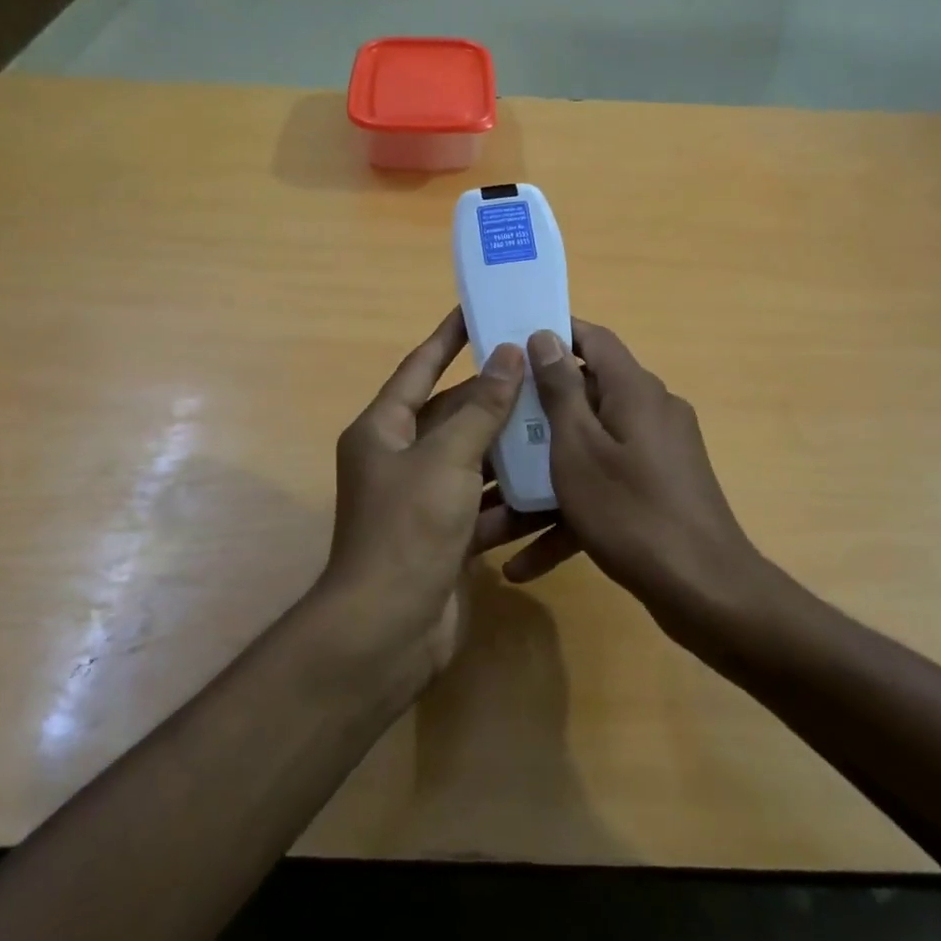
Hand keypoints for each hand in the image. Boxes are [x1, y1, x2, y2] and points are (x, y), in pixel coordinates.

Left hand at [318, 309, 546, 675]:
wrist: (388, 631)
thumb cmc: (408, 529)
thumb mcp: (447, 459)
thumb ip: (482, 408)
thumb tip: (509, 355)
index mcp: (383, 430)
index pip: (419, 368)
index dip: (447, 338)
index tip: (477, 310)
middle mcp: (399, 459)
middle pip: (452, 415)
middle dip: (493, 396)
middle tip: (541, 369)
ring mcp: (423, 500)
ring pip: (473, 460)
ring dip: (509, 447)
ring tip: (557, 420)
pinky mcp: (446, 536)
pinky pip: (483, 505)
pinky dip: (511, 498)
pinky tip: (552, 485)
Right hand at [501, 321, 767, 628]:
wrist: (705, 592)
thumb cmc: (630, 511)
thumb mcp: (579, 448)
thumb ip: (561, 391)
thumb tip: (547, 335)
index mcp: (634, 390)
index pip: (594, 340)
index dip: (555, 334)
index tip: (512, 344)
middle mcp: (651, 412)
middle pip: (587, 397)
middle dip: (537, 417)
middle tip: (492, 429)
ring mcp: (658, 454)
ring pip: (591, 451)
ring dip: (547, 479)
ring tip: (495, 510)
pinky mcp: (659, 491)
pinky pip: (607, 488)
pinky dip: (571, 514)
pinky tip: (526, 562)